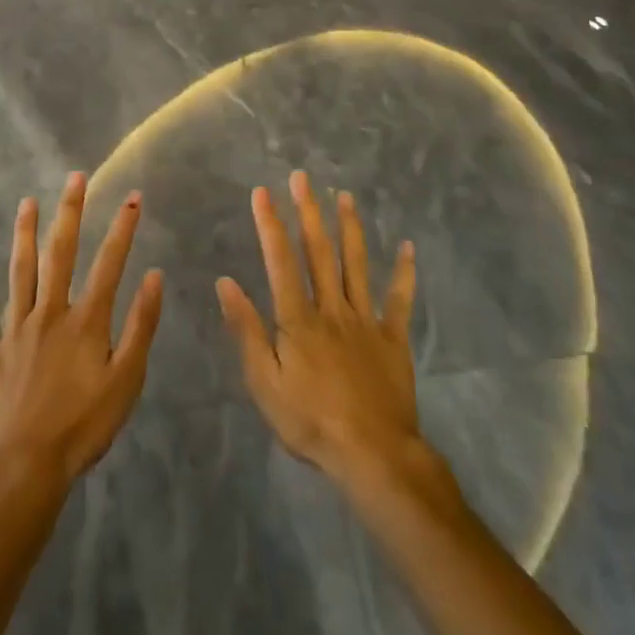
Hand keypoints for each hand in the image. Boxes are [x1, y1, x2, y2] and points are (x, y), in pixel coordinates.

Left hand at [0, 173, 163, 503]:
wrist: (21, 469)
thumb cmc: (81, 428)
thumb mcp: (125, 382)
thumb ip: (140, 326)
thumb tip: (154, 276)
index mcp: (86, 321)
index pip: (109, 263)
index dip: (122, 228)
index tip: (132, 197)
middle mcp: (50, 312)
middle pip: (61, 253)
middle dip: (70, 212)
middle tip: (74, 177)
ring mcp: (15, 327)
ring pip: (21, 270)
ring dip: (25, 233)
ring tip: (27, 201)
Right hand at [217, 171, 419, 484]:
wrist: (373, 456)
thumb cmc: (311, 422)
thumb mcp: (265, 383)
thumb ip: (247, 330)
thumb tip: (226, 282)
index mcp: (298, 319)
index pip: (281, 261)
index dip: (271, 224)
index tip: (263, 192)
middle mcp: (331, 308)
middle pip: (319, 252)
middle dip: (309, 212)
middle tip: (303, 178)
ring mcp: (365, 320)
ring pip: (356, 264)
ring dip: (349, 228)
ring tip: (344, 196)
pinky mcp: (393, 338)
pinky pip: (399, 301)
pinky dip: (404, 273)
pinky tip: (408, 248)